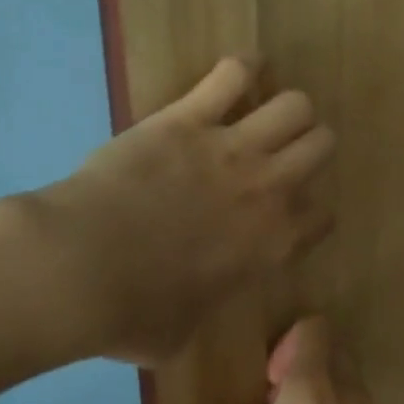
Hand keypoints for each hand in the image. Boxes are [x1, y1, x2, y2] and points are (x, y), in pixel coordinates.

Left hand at [30, 59, 334, 364]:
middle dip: (308, 147)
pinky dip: (243, 68)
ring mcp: (232, 148)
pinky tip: (240, 72)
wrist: (81, 270)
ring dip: (286, 109)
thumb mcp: (179, 335)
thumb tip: (186, 313)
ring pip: (295, 106)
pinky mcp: (189, 117)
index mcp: (273, 245)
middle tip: (281, 153)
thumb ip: (200, 314)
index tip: (290, 213)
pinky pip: (234, 74)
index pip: (322, 216)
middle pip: (321, 146)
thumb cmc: (132, 314)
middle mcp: (268, 190)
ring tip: (264, 111)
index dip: (310, 211)